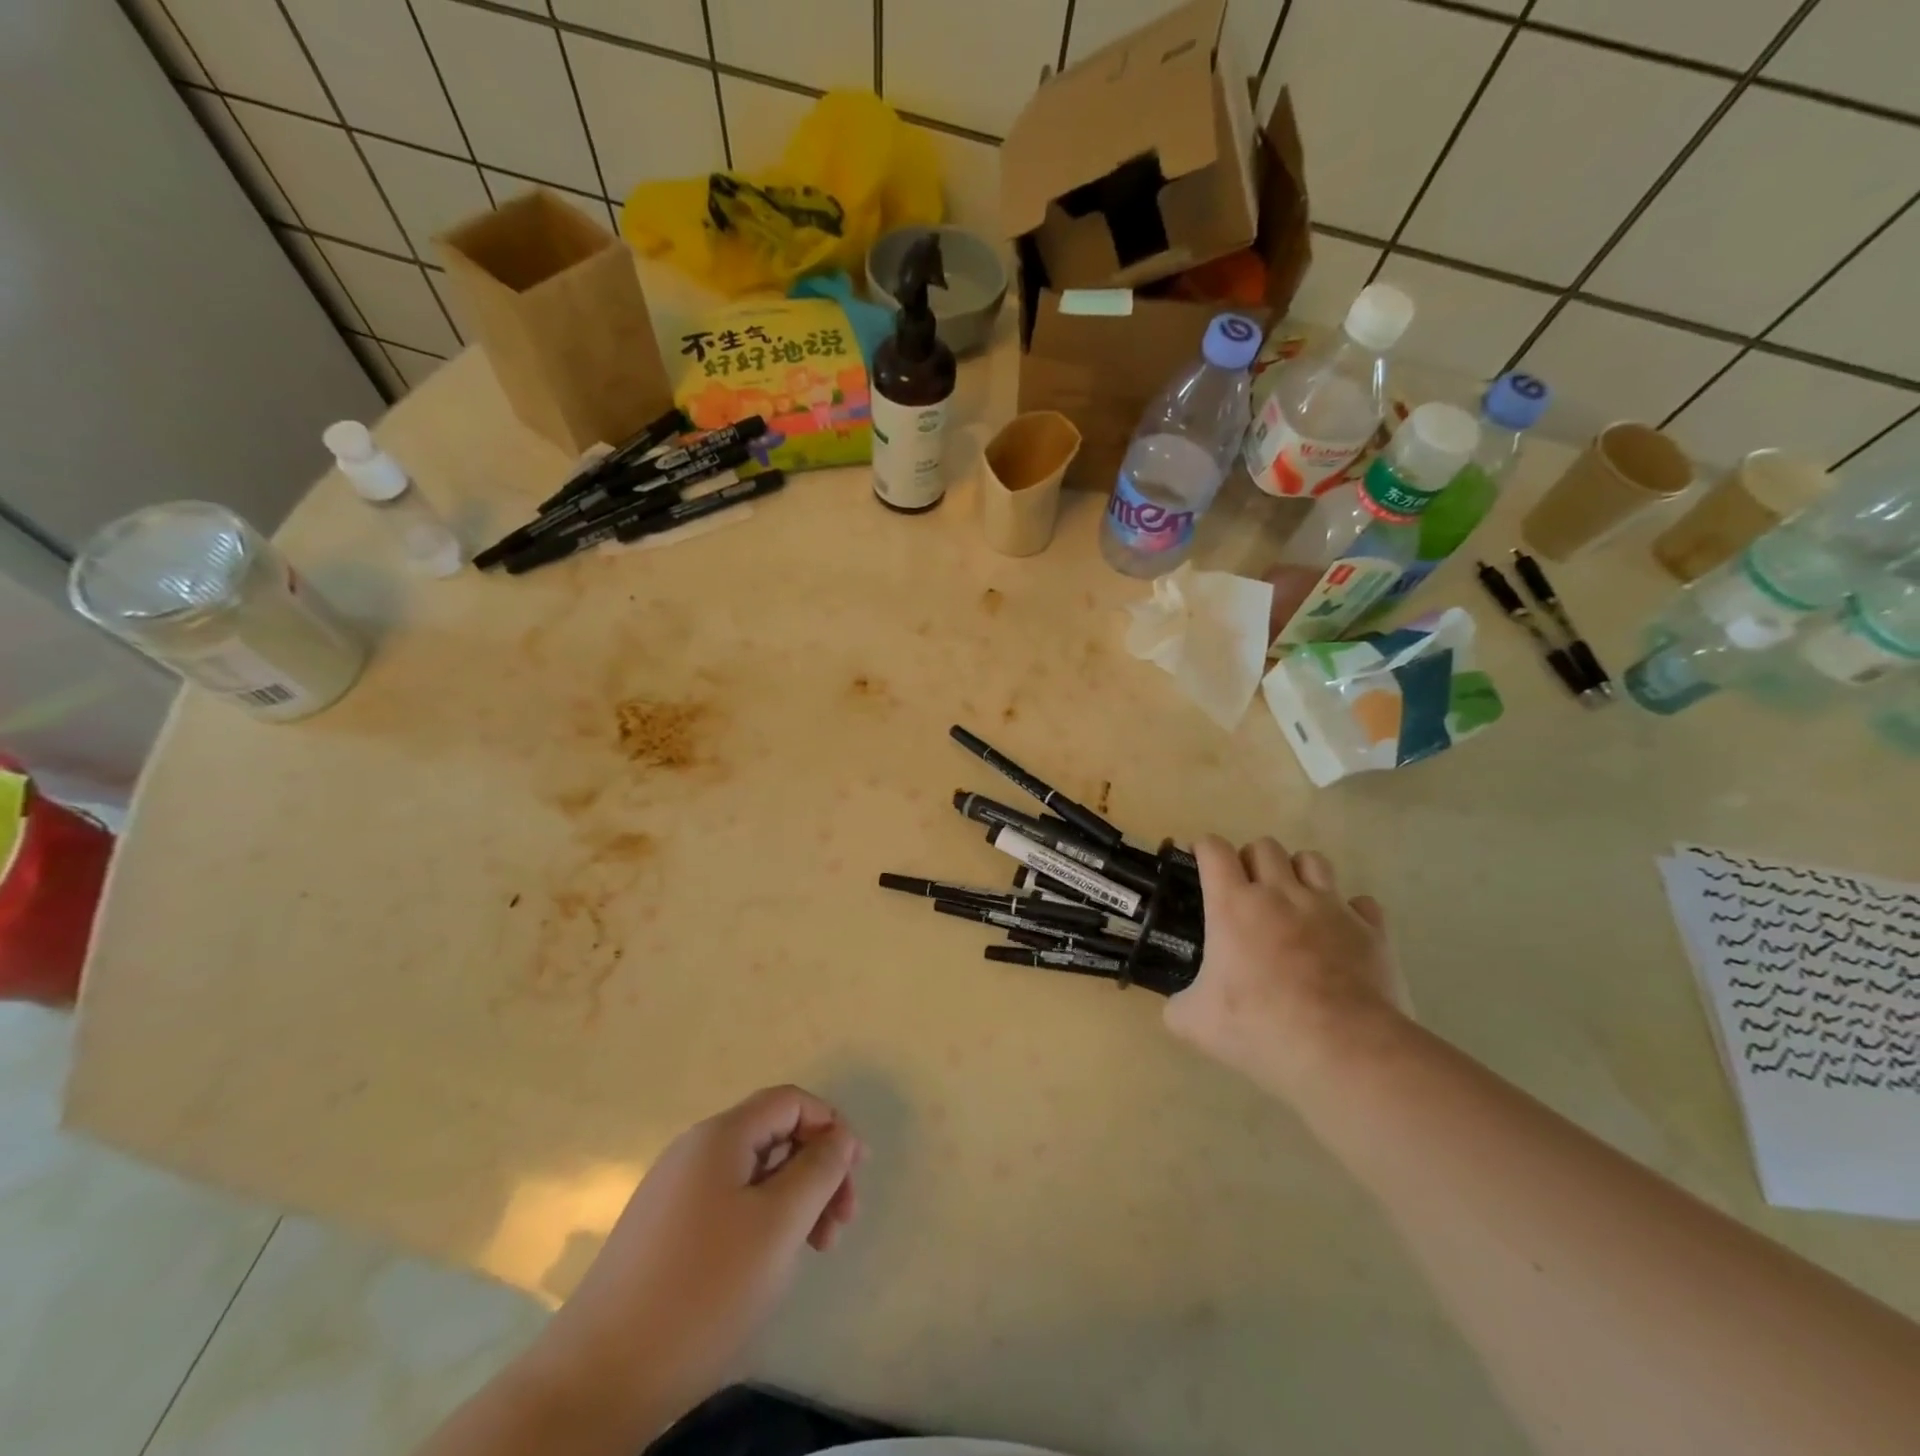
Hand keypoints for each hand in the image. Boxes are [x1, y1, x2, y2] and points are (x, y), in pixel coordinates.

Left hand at [536, 1085, 863, 1431]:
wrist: (596, 1380)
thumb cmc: (702, 1291)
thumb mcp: (778, 1225)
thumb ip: (818, 1170)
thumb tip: (840, 1135)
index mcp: (720, 1136)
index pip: (790, 1101)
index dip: (831, 1126)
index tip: (857, 1176)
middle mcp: (694, 1151)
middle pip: (774, 1135)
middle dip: (816, 1170)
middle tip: (840, 1224)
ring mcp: (674, 1192)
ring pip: (754, 1174)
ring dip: (794, 1199)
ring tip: (814, 1250)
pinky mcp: (664, 1232)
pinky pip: (729, 1204)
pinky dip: (763, 1221)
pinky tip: (769, 1263)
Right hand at [1166, 836, 1406, 1096]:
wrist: (1345, 1051)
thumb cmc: (1261, 1028)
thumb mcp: (1195, 1023)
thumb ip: (1179, 1005)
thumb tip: (1178, 1006)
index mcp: (1233, 905)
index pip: (1214, 849)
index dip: (1204, 849)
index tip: (1200, 862)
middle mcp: (1281, 893)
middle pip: (1264, 846)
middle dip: (1250, 860)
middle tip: (1246, 892)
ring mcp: (1330, 908)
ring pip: (1313, 860)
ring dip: (1298, 873)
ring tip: (1293, 902)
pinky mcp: (1371, 931)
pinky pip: (1360, 903)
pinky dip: (1349, 911)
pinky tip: (1340, 934)